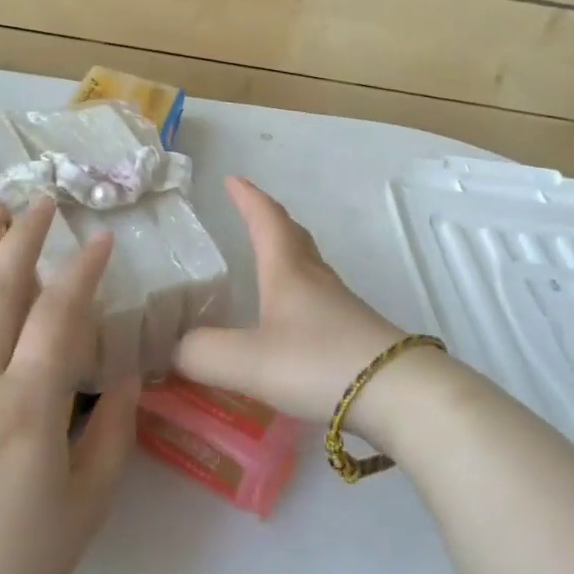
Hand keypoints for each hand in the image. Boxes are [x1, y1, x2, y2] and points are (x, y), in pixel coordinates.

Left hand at [0, 198, 139, 573]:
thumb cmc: (18, 565)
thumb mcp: (89, 504)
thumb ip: (114, 430)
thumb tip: (130, 372)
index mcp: (27, 410)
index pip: (59, 317)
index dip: (82, 271)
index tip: (100, 238)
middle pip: (0, 294)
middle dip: (24, 239)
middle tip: (42, 199)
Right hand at [175, 177, 408, 437]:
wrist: (399, 394)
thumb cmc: (319, 362)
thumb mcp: (247, 360)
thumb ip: (201, 353)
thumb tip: (174, 350)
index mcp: (287, 270)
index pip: (265, 219)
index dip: (247, 198)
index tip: (232, 179)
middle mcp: (315, 279)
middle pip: (293, 236)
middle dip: (269, 219)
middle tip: (249, 211)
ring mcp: (339, 306)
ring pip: (308, 267)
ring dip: (285, 255)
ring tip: (265, 263)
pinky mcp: (354, 334)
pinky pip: (318, 299)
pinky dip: (297, 293)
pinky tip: (290, 321)